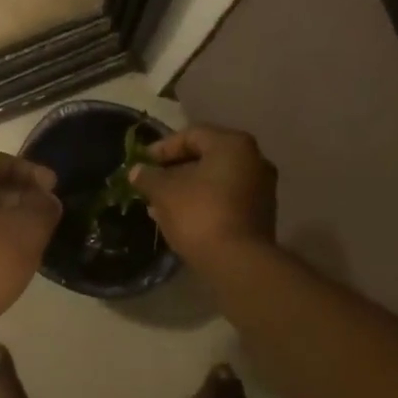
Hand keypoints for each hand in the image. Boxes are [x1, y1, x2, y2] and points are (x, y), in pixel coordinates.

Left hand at [0, 153, 61, 328]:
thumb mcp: (30, 230)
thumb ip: (43, 206)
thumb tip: (45, 198)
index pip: (1, 161)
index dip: (33, 172)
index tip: (54, 190)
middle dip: (18, 191)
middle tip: (44, 208)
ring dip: (4, 212)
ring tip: (30, 229)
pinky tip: (7, 248)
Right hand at [129, 126, 276, 266]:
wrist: (237, 262)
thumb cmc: (199, 214)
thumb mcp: (164, 192)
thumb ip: (148, 177)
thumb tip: (136, 171)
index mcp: (233, 145)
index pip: (191, 135)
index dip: (162, 148)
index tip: (142, 164)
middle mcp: (254, 160)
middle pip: (205, 157)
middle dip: (174, 170)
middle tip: (150, 183)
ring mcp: (261, 188)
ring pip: (215, 180)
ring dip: (186, 188)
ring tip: (159, 204)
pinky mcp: (261, 214)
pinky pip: (226, 199)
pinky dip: (203, 202)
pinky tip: (180, 218)